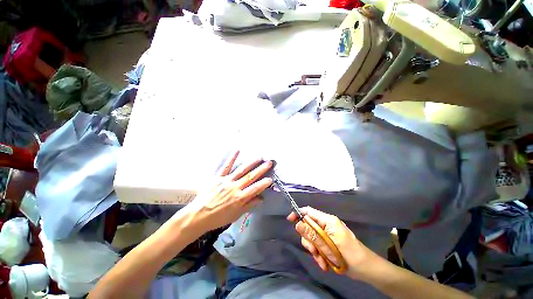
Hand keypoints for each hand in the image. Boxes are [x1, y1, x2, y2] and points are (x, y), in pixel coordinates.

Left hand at [187, 151, 272, 231]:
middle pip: (250, 177)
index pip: (255, 189)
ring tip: (259, 157)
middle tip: (269, 162)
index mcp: (240, 198)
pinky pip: (226, 167)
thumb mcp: (236, 215)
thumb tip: (261, 198)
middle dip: (261, 169)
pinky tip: (237, 150)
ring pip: (241, 170)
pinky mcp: (218, 177)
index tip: (271, 178)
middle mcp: (235, 187)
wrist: (198, 216)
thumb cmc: (219, 217)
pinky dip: (232, 158)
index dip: (264, 183)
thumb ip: (249, 205)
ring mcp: (226, 181)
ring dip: (251, 163)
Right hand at [287, 207, 372, 277]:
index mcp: (327, 220)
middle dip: (309, 240)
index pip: (308, 211)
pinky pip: (317, 246)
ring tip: (322, 261)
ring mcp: (327, 234)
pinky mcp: (328, 243)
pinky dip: (319, 255)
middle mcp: (326, 225)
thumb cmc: (349, 254)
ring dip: (314, 250)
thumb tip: (297, 224)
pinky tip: (325, 264)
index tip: (289, 220)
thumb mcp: (328, 245)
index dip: (298, 213)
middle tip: (314, 252)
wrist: (365, 269)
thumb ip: (312, 234)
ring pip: (311, 238)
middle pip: (308, 227)